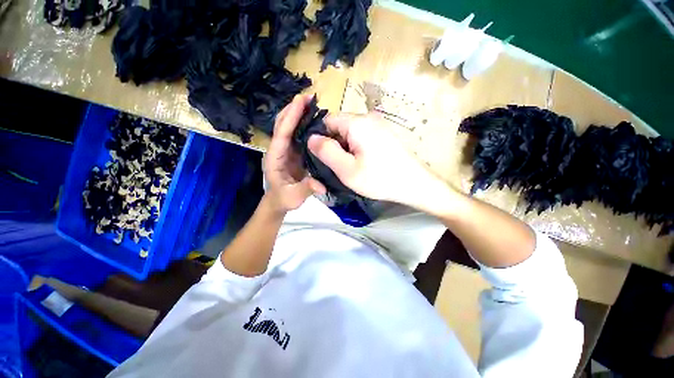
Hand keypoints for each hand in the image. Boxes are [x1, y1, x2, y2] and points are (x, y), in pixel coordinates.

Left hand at [263, 95, 325, 213]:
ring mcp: (286, 150)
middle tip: (308, 96)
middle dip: (293, 109)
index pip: (282, 134)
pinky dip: (304, 125)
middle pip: (282, 124)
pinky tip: (314, 120)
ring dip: (298, 114)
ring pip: (289, 127)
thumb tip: (322, 185)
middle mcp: (279, 149)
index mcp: (275, 158)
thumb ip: (306, 189)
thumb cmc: (283, 199)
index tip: (300, 101)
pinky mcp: (294, 152)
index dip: (290, 117)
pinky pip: (298, 135)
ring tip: (312, 103)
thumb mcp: (293, 197)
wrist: (279, 201)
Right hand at [307, 113, 440, 208]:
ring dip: (345, 148)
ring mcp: (378, 124)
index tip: (321, 157)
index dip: (320, 137)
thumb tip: (311, 138)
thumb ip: (326, 152)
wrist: (414, 184)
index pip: (327, 121)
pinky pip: (362, 136)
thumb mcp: (347, 169)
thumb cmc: (379, 179)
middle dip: (334, 144)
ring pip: (350, 132)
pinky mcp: (384, 133)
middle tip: (336, 165)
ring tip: (349, 166)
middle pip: (339, 126)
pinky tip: (362, 163)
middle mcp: (368, 117)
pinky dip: (356, 148)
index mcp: (357, 123)